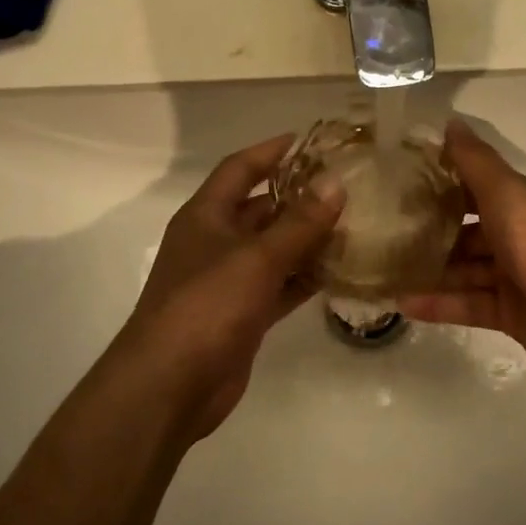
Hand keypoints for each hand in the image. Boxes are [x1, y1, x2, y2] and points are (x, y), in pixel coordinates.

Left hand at [109, 134, 343, 439]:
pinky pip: (280, 286)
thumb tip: (335, 184)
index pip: (240, 168)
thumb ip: (299, 223)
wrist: (170, 385)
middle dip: (300, 197)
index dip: (271, 150)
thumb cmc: (207, 306)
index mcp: (206, 216)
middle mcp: (215, 242)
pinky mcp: (243, 314)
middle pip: (261, 208)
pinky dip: (305, 278)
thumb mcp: (256, 258)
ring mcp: (228, 280)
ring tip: (355, 226)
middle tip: (347, 188)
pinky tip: (341, 272)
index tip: (310, 140)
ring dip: (308, 240)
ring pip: (275, 249)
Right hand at [399, 120, 525, 388]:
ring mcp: (517, 276)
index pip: (477, 186)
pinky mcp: (513, 314)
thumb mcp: (509, 196)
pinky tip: (404, 302)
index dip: (443, 181)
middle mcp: (521, 235)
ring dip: (431, 270)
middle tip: (384, 231)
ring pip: (466, 269)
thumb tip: (451, 121)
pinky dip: (440, 303)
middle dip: (431, 231)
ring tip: (386, 270)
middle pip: (468, 230)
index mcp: (524, 202)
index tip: (400, 180)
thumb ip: (476, 163)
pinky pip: (470, 304)